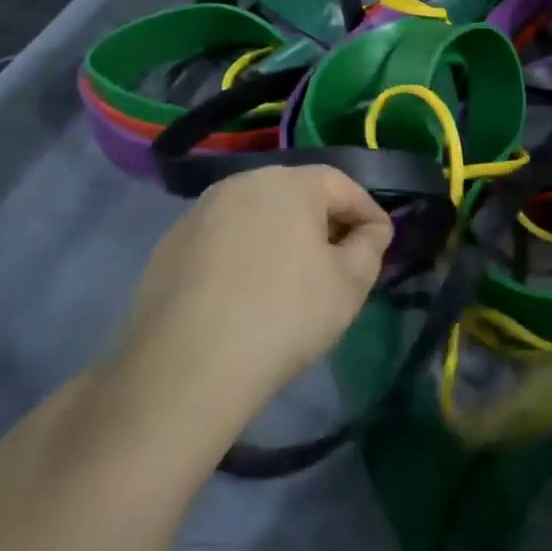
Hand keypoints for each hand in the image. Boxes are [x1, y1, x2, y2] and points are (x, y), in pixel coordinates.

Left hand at [99, 167, 392, 440]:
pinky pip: (224, 239)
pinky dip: (245, 254)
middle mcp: (243, 183)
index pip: (342, 185)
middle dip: (324, 221)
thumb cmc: (285, 316)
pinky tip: (247, 293)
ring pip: (258, 214)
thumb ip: (371, 246)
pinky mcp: (171, 245)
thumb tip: (371, 230)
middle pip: (298, 194)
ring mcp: (200, 212)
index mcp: (290, 182)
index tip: (381, 242)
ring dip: (282, 236)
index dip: (368, 212)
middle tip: (341, 258)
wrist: (187, 368)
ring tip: (294, 277)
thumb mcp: (350, 284)